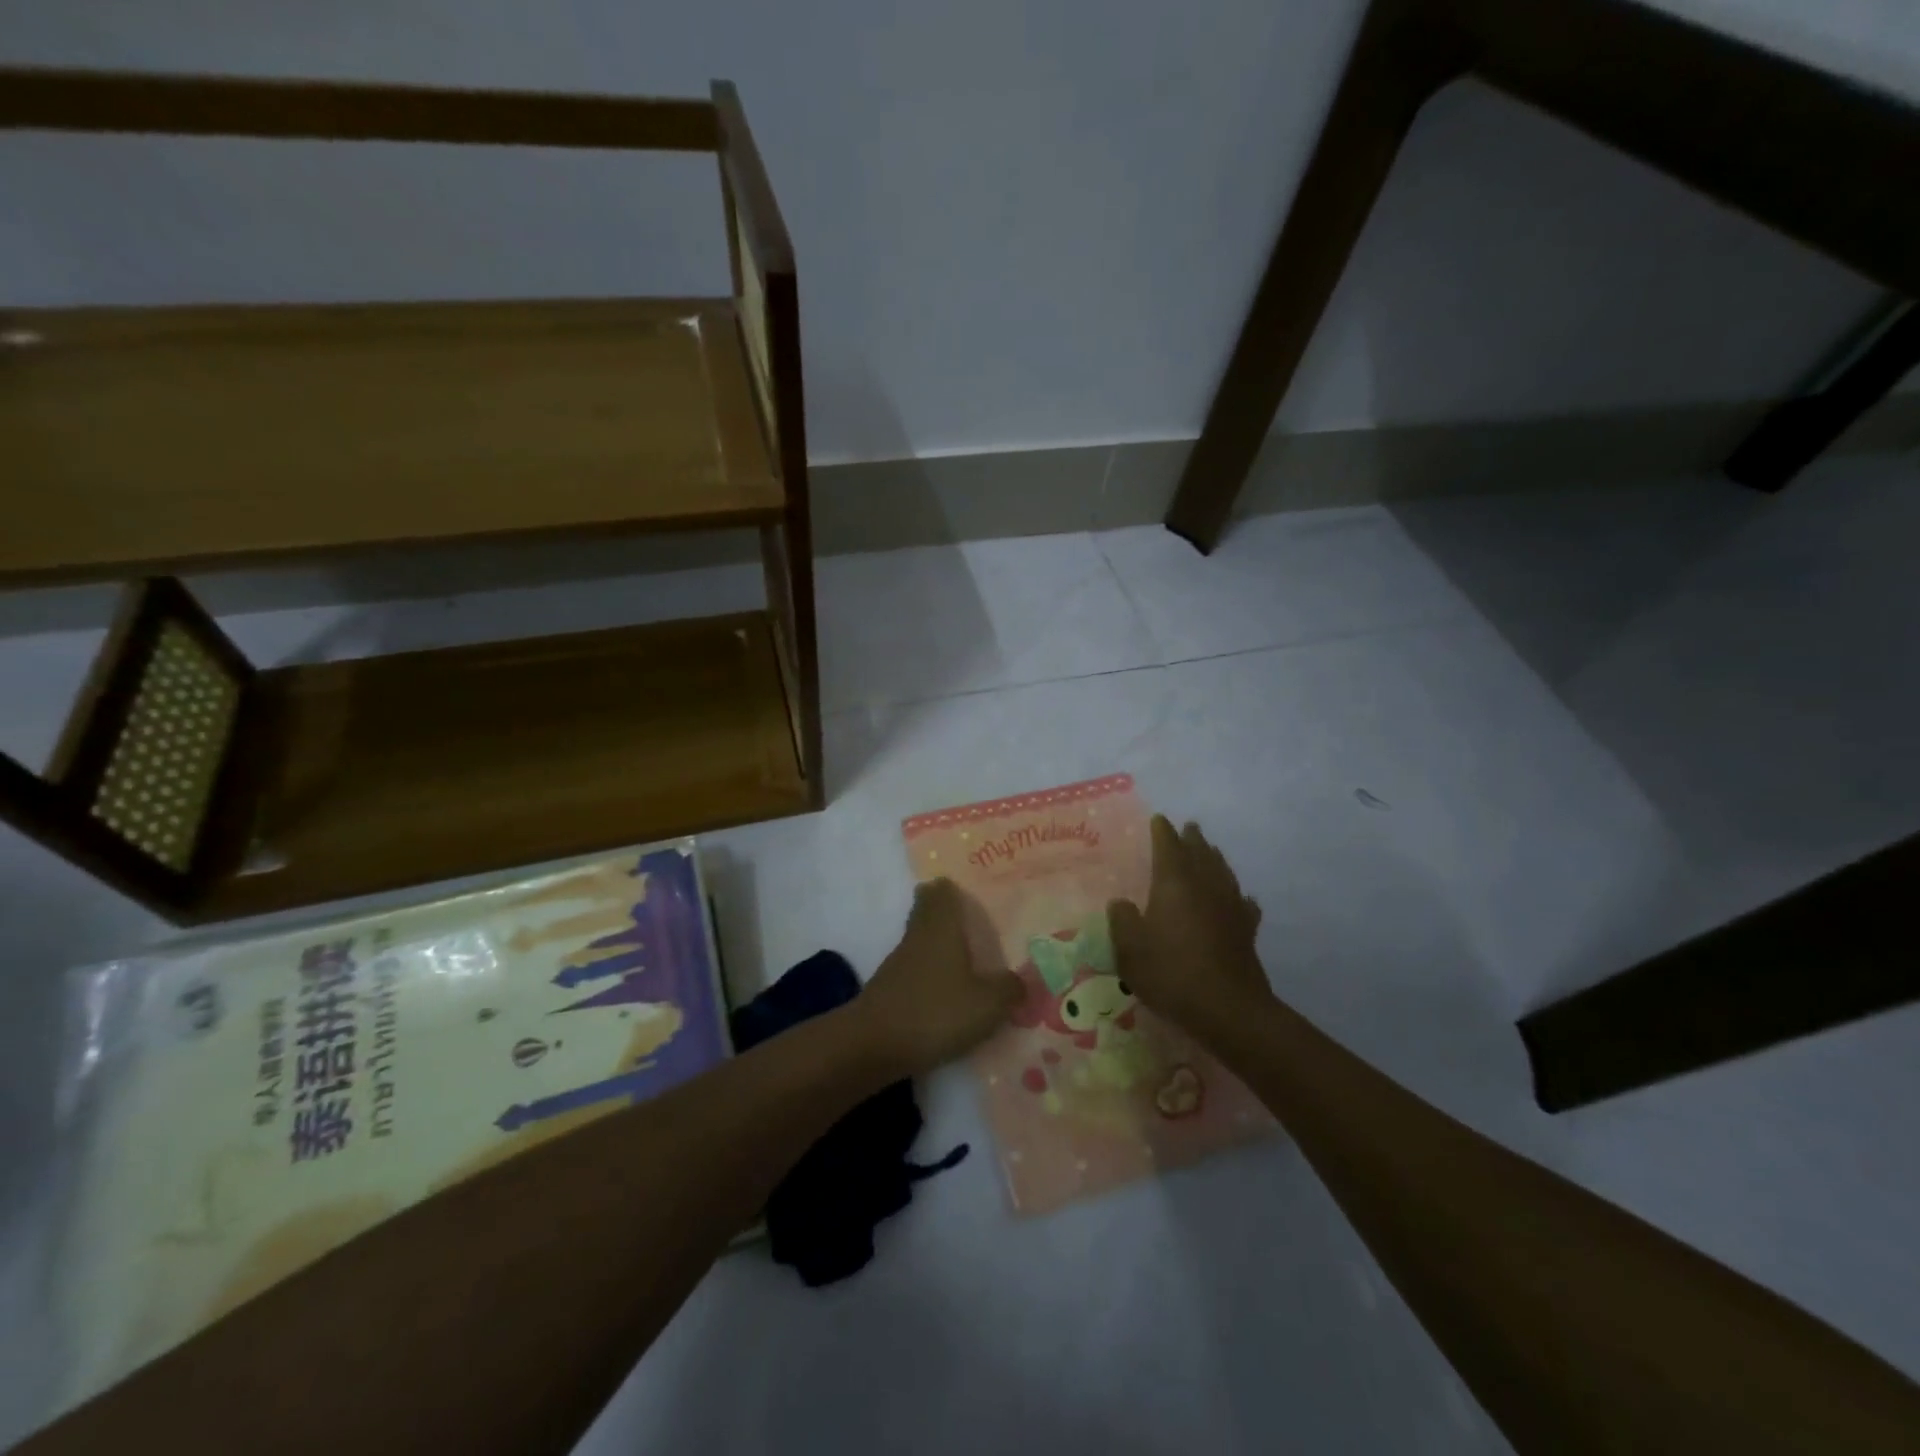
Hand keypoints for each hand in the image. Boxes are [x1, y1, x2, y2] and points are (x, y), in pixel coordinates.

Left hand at [857, 879, 1023, 1078]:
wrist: (873, 1045)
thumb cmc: (936, 1011)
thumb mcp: (988, 1004)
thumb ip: (1010, 989)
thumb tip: (1023, 979)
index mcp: (941, 926)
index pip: (941, 891)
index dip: (953, 888)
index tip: (969, 891)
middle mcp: (917, 936)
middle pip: (927, 912)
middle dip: (947, 915)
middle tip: (974, 924)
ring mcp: (898, 963)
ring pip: (921, 942)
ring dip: (940, 948)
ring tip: (968, 962)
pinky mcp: (888, 991)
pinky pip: (915, 972)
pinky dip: (930, 976)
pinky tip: (947, 995)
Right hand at [1108, 816, 1269, 1041]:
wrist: (1227, 1008)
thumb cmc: (1171, 972)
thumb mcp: (1129, 948)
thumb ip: (1122, 920)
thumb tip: (1121, 903)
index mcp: (1174, 882)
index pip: (1168, 845)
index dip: (1162, 831)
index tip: (1159, 819)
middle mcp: (1205, 885)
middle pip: (1200, 852)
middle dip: (1192, 839)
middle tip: (1188, 828)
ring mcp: (1230, 906)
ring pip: (1223, 872)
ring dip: (1214, 858)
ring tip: (1210, 851)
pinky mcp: (1247, 930)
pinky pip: (1242, 902)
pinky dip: (1237, 895)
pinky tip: (1239, 899)